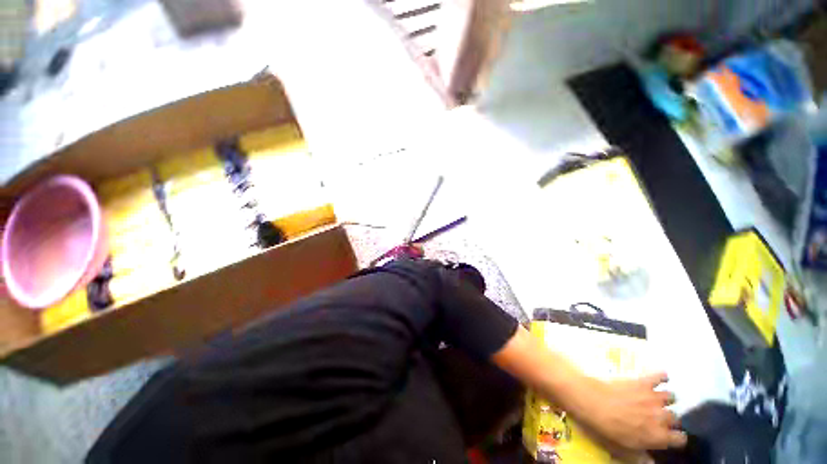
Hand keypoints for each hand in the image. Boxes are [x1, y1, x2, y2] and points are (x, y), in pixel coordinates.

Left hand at [573, 372, 686, 451]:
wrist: (590, 400)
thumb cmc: (604, 428)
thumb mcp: (621, 450)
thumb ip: (639, 457)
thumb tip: (650, 462)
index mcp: (658, 437)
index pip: (680, 439)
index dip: (674, 438)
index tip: (668, 437)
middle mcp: (662, 417)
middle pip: (675, 418)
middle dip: (667, 418)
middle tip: (655, 418)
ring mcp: (654, 398)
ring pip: (671, 398)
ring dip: (664, 400)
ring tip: (654, 400)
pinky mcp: (643, 382)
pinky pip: (660, 376)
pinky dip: (662, 376)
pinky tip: (661, 378)